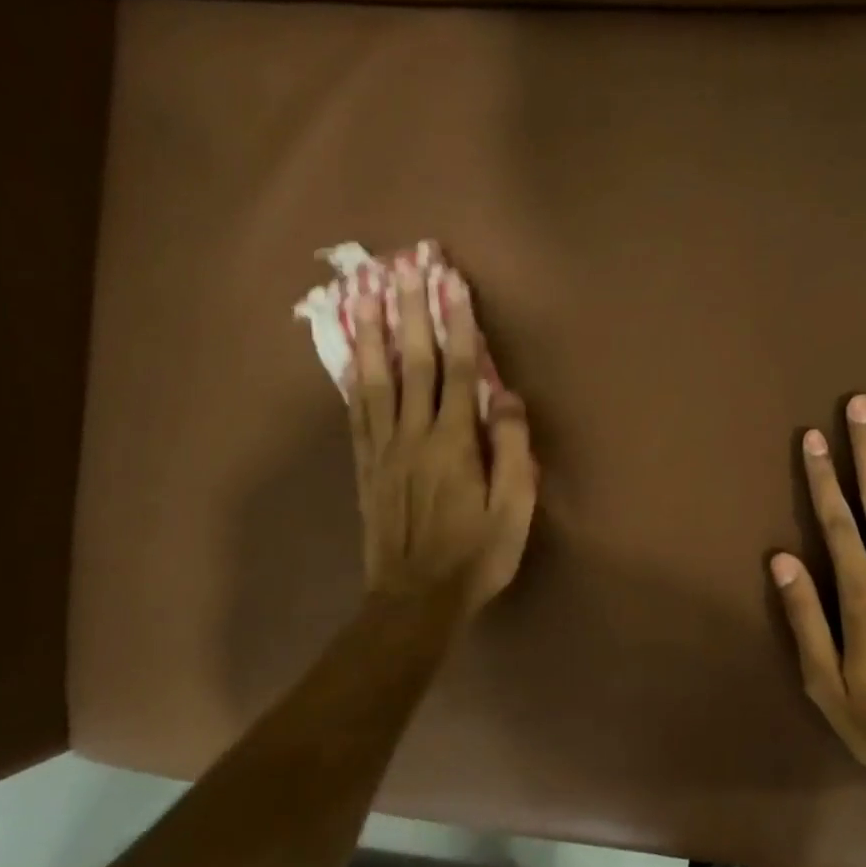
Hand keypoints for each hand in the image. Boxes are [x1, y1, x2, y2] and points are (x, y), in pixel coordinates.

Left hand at [348, 266, 536, 616]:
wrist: (415, 599)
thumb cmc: (476, 556)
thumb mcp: (514, 510)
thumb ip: (512, 450)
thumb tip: (505, 396)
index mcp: (453, 444)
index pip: (457, 371)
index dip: (456, 324)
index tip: (452, 282)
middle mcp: (413, 435)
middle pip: (412, 363)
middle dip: (411, 312)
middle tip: (405, 267)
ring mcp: (382, 449)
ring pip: (375, 379)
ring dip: (373, 332)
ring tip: (367, 292)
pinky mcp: (364, 466)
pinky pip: (355, 411)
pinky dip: (352, 376)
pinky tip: (351, 353)